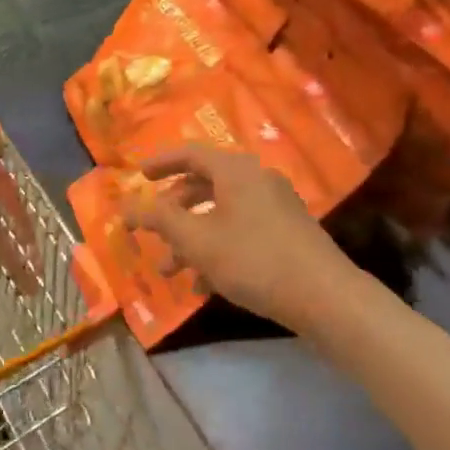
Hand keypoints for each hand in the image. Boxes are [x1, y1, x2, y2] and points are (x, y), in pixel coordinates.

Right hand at [124, 145, 347, 333]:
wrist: (324, 296)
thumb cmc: (254, 260)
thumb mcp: (198, 241)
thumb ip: (159, 220)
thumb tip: (124, 205)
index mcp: (236, 170)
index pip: (191, 153)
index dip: (161, 162)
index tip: (138, 175)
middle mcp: (257, 179)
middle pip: (205, 184)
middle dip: (173, 211)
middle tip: (152, 229)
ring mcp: (276, 205)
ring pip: (222, 213)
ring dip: (192, 237)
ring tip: (171, 270)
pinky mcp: (287, 232)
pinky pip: (242, 230)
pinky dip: (218, 249)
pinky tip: (204, 285)